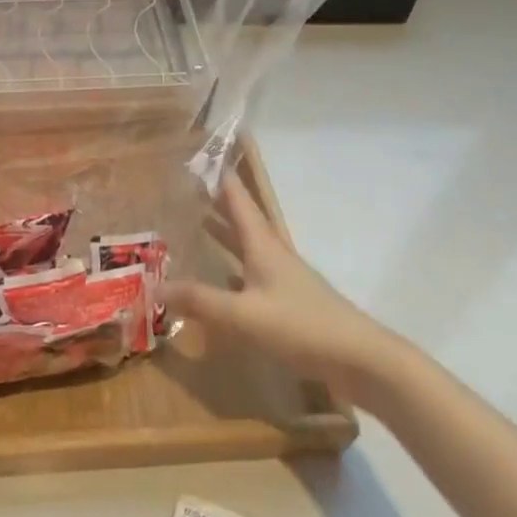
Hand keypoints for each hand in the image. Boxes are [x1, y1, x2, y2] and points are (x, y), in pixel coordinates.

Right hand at [168, 175, 407, 414]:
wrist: (361, 359)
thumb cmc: (301, 326)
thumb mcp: (243, 315)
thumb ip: (200, 301)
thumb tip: (155, 287)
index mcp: (262, 244)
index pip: (237, 198)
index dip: (218, 177)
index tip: (196, 157)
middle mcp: (272, 253)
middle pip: (241, 218)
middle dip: (215, 202)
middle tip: (185, 188)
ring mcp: (283, 277)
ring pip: (246, 245)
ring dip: (223, 233)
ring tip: (196, 223)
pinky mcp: (289, 301)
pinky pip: (252, 273)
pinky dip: (232, 267)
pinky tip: (220, 279)